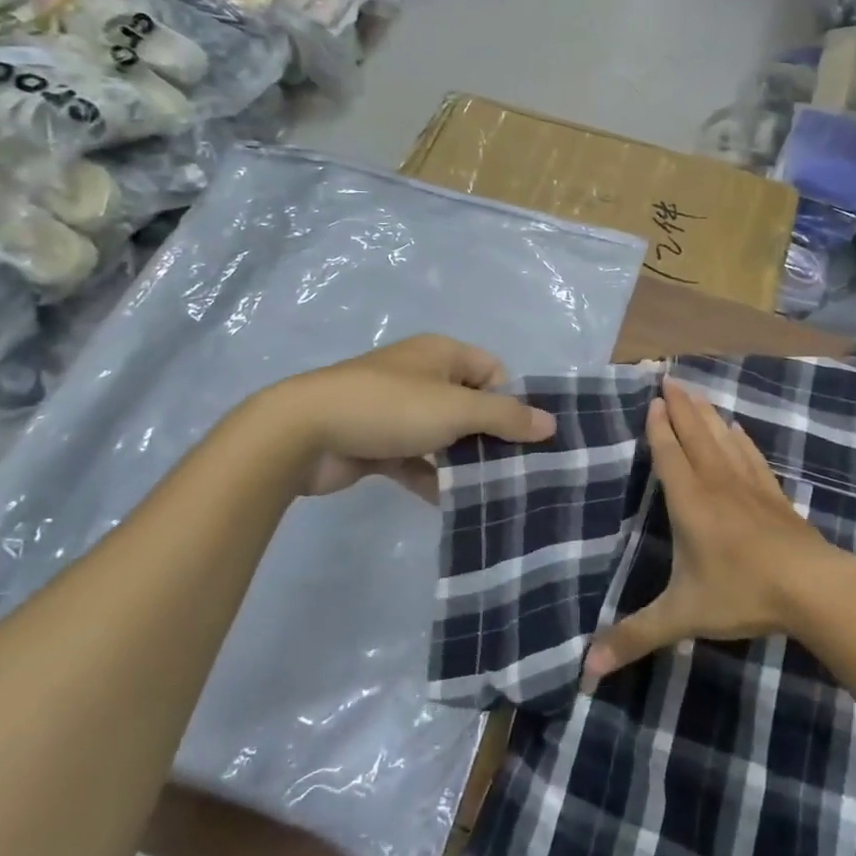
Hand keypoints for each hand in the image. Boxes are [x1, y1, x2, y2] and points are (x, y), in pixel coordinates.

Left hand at [254, 335, 554, 500]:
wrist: (304, 433)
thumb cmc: (390, 407)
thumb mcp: (457, 409)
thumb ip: (506, 416)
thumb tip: (551, 423)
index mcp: (441, 354)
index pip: (492, 371)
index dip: (510, 401)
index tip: (523, 438)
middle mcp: (421, 376)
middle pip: (470, 405)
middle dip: (490, 436)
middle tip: (513, 470)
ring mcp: (397, 410)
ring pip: (443, 435)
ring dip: (461, 460)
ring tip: (489, 491)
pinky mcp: (377, 442)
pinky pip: (415, 459)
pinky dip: (430, 477)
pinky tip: (448, 501)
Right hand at [583, 378, 831, 683]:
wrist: (812, 588)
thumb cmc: (742, 594)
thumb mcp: (682, 617)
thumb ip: (635, 637)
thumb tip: (585, 668)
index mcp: (690, 502)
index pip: (669, 454)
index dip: (659, 427)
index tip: (652, 399)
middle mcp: (717, 483)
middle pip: (696, 434)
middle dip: (681, 406)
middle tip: (669, 377)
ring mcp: (749, 486)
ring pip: (723, 439)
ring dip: (708, 413)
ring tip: (697, 391)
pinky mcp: (775, 495)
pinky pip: (752, 457)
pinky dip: (742, 439)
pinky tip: (739, 429)